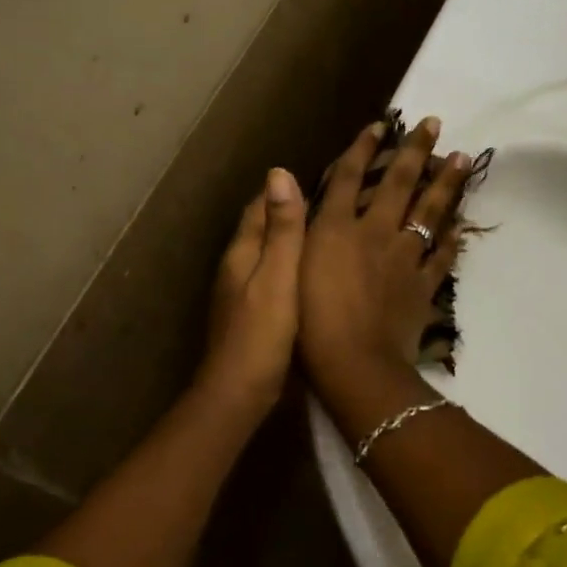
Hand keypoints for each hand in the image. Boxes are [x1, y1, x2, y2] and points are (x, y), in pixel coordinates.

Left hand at [197, 167, 305, 414]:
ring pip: (266, 254)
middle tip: (330, 202)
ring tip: (326, 233)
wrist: (238, 393)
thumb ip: (282, 230)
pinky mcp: (251, 315)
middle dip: (288, 213)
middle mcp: (236, 267)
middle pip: (261, 229)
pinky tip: (312, 276)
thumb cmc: (261, 335)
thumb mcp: (278, 277)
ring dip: (289, 240)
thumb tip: (279, 173)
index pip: (260, 207)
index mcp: (241, 252)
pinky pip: (272, 278)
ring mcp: (240, 293)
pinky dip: (290, 268)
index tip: (320, 178)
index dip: (285, 192)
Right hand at [298, 116, 474, 393]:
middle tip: (436, 123)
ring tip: (462, 158)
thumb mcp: (290, 264)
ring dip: (446, 184)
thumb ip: (292, 219)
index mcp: (338, 227)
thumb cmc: (309, 319)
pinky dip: (453, 238)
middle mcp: (375, 233)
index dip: (363, 148)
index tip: (381, 124)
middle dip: (416, 151)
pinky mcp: (422, 286)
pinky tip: (462, 224)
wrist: (354, 364)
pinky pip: (443, 256)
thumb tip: (282, 174)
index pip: (349, 177)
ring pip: (430, 213)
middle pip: (399, 184)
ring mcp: (404, 258)